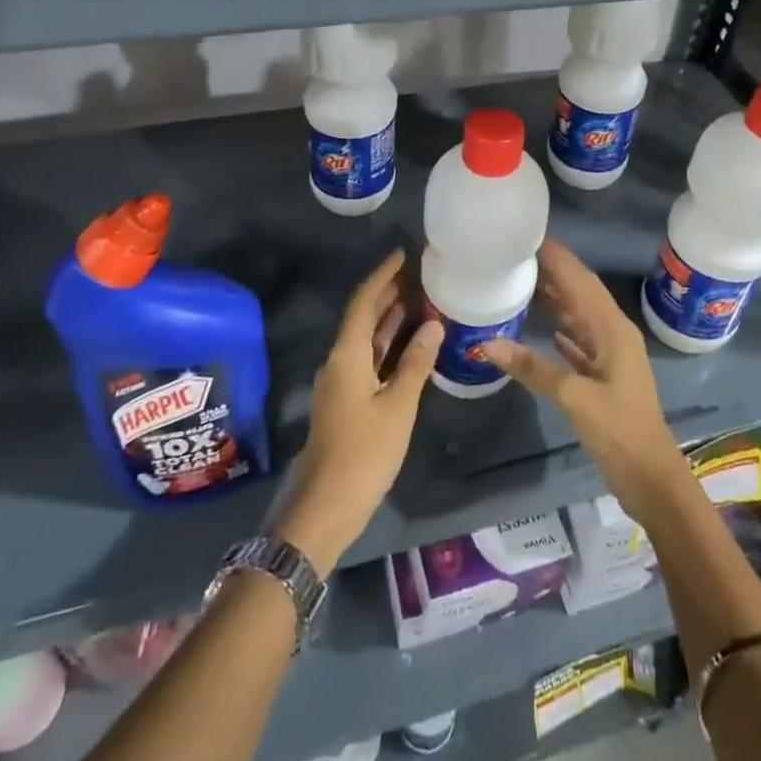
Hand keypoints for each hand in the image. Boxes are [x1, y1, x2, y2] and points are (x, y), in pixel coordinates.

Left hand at [274, 249, 442, 575]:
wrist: (327, 506)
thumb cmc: (365, 452)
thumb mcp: (398, 406)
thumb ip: (416, 363)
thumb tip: (433, 324)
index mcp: (347, 354)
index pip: (364, 302)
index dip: (383, 276)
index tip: (404, 255)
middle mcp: (340, 360)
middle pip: (364, 316)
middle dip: (389, 293)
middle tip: (420, 273)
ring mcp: (342, 381)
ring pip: (367, 338)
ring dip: (391, 318)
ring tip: (421, 298)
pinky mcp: (348, 400)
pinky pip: (370, 358)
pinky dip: (389, 344)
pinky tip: (411, 342)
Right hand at [479, 238, 686, 520]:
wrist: (651, 477)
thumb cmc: (619, 431)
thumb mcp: (574, 397)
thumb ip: (532, 368)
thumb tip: (487, 344)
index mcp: (612, 329)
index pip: (580, 281)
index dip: (557, 257)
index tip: (528, 235)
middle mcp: (613, 333)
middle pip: (580, 292)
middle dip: (553, 270)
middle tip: (517, 253)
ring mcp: (611, 354)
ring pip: (580, 315)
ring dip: (556, 297)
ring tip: (524, 279)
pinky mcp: (605, 375)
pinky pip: (579, 339)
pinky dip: (561, 327)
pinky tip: (544, 325)